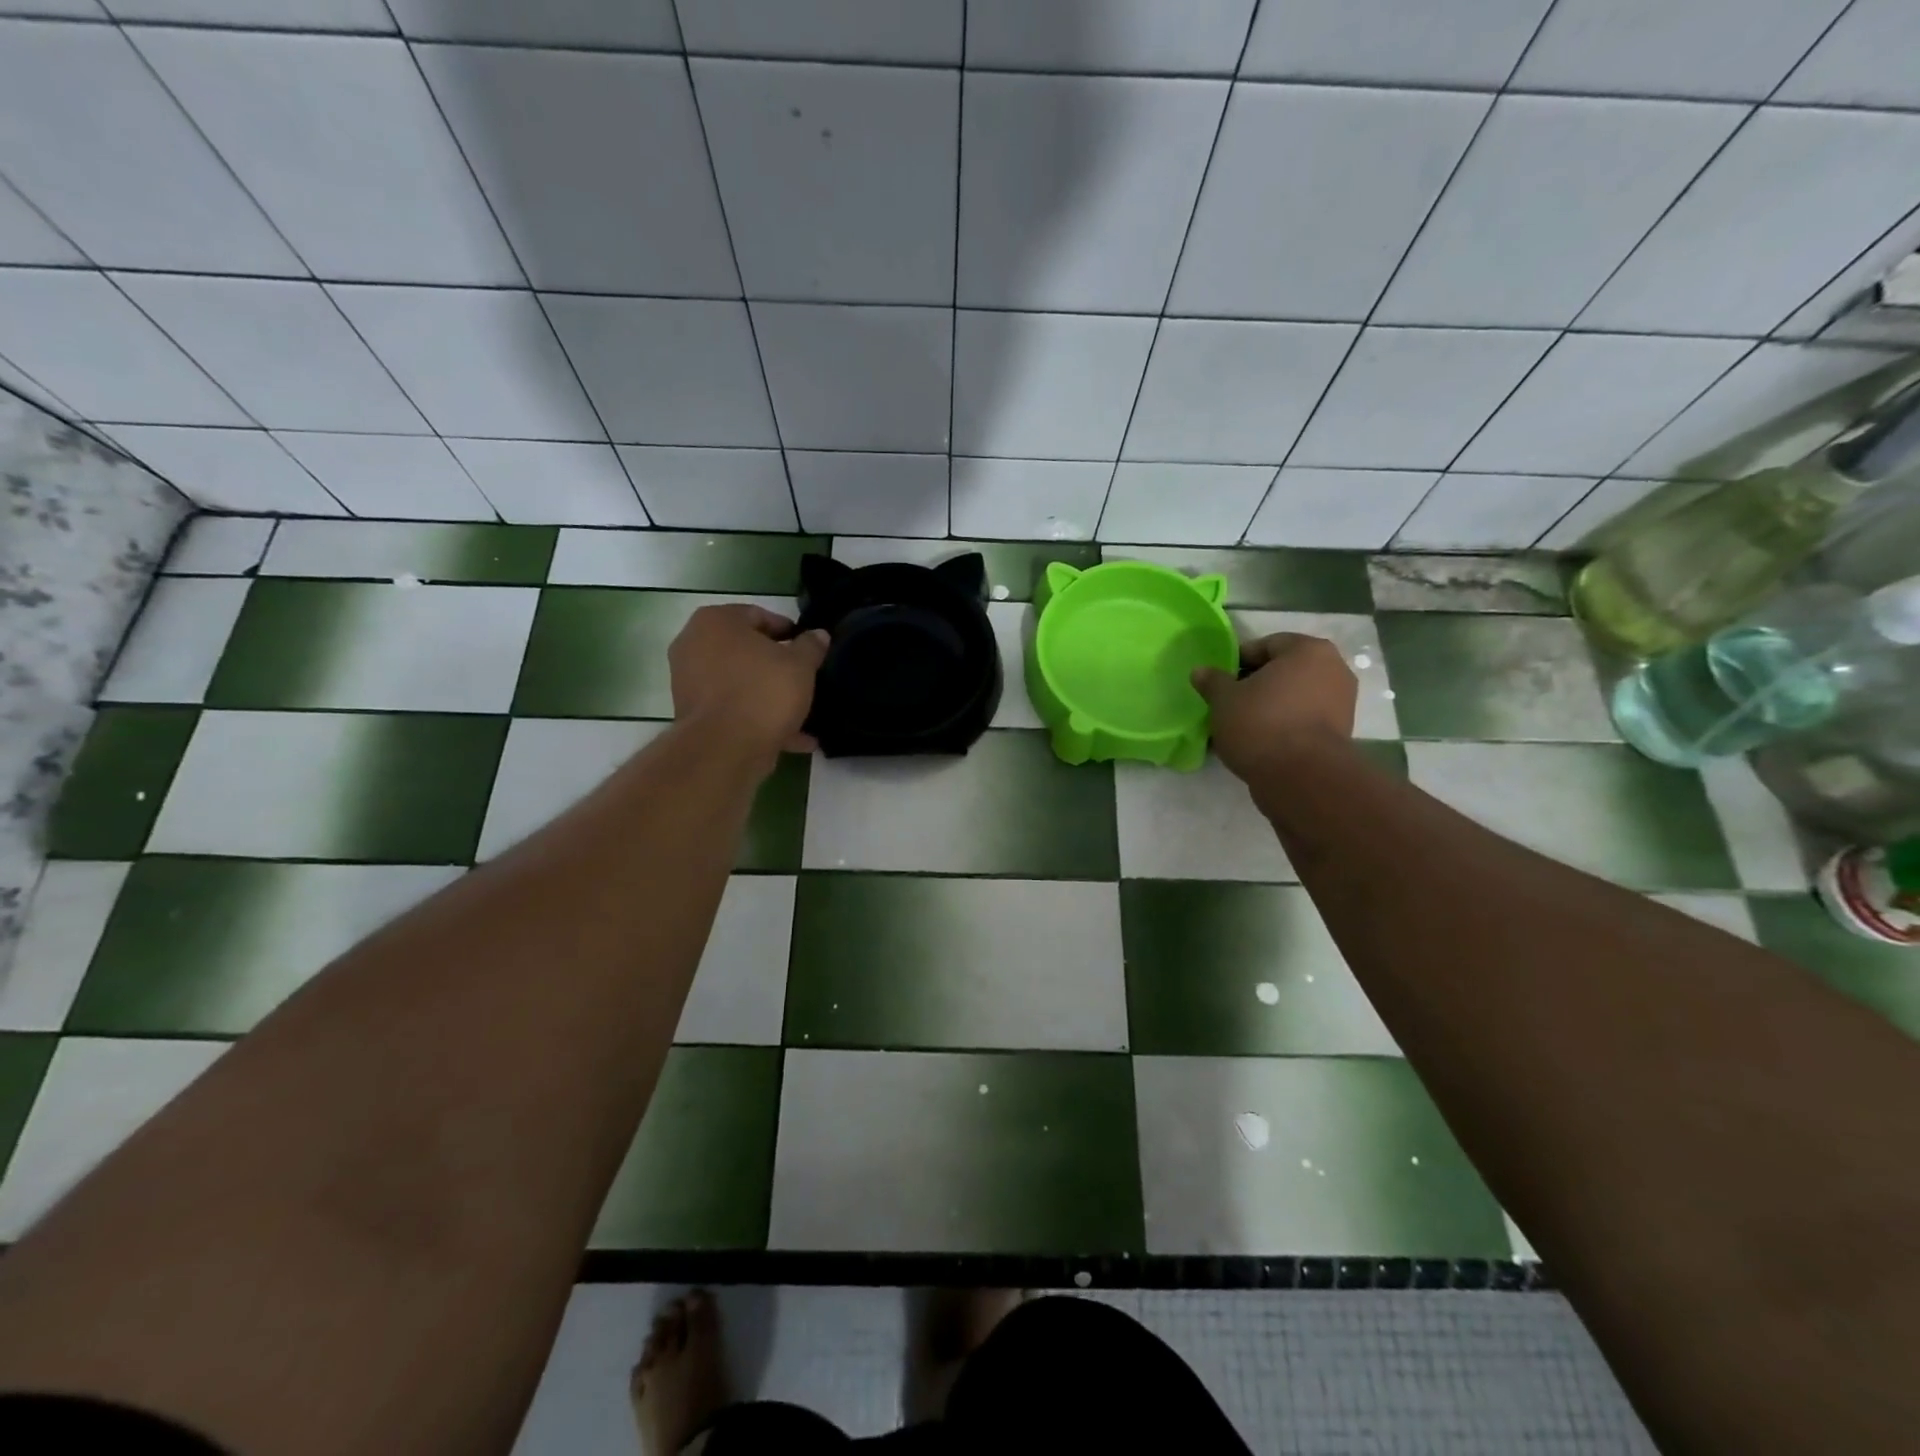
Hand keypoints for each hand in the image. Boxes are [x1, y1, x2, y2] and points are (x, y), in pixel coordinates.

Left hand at [668, 604, 829, 764]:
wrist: (725, 748)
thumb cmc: (763, 692)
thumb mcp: (800, 665)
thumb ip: (811, 646)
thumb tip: (818, 635)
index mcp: (716, 621)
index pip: (758, 615)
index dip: (788, 631)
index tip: (808, 649)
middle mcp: (694, 645)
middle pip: (746, 650)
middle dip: (776, 666)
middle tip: (804, 678)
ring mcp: (689, 681)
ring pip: (740, 683)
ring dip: (768, 696)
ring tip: (801, 713)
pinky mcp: (693, 714)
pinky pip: (732, 708)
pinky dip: (757, 718)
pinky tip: (791, 738)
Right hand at [1192, 632, 1355, 781]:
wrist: (1301, 778)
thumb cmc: (1261, 723)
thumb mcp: (1224, 700)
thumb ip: (1213, 681)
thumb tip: (1201, 672)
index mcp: (1308, 650)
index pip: (1266, 645)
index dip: (1238, 661)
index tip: (1219, 681)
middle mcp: (1333, 670)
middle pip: (1283, 671)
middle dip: (1255, 684)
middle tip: (1228, 702)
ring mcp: (1341, 703)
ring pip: (1294, 697)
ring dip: (1269, 706)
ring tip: (1241, 725)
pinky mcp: (1339, 734)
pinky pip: (1303, 720)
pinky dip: (1283, 726)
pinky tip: (1260, 741)